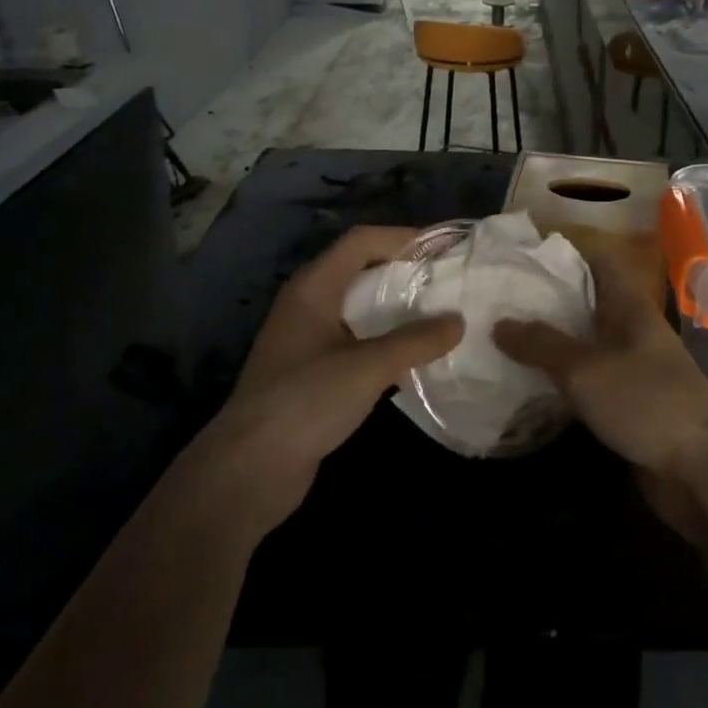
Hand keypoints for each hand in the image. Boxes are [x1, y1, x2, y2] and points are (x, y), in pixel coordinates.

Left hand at [191, 226, 461, 539]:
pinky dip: (384, 339)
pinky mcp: (312, 372)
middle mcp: (308, 303)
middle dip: (403, 271)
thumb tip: (458, 322)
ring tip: (438, 315)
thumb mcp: (368, 367)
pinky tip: (413, 355)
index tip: (443, 250)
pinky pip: (356, 339)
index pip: (361, 241)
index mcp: (314, 287)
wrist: (249, 469)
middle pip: (360, 269)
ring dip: (396, 308)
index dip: (402, 238)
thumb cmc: (306, 400)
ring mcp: (307, 338)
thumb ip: (415, 341)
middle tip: (446, 281)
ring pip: (359, 307)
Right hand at [494, 254, 707, 541]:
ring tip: (502, 336)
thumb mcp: (586, 369)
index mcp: (630, 306)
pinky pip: (586, 380)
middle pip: (586, 302)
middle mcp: (631, 330)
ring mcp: (631, 368)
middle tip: (500, 297)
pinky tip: (526, 382)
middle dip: (547, 299)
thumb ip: (542, 345)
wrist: (703, 470)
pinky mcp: (627, 404)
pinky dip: (559, 378)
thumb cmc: (647, 402)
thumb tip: (499, 323)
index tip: (523, 254)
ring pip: (584, 342)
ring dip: (549, 341)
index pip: (598, 261)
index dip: (565, 252)